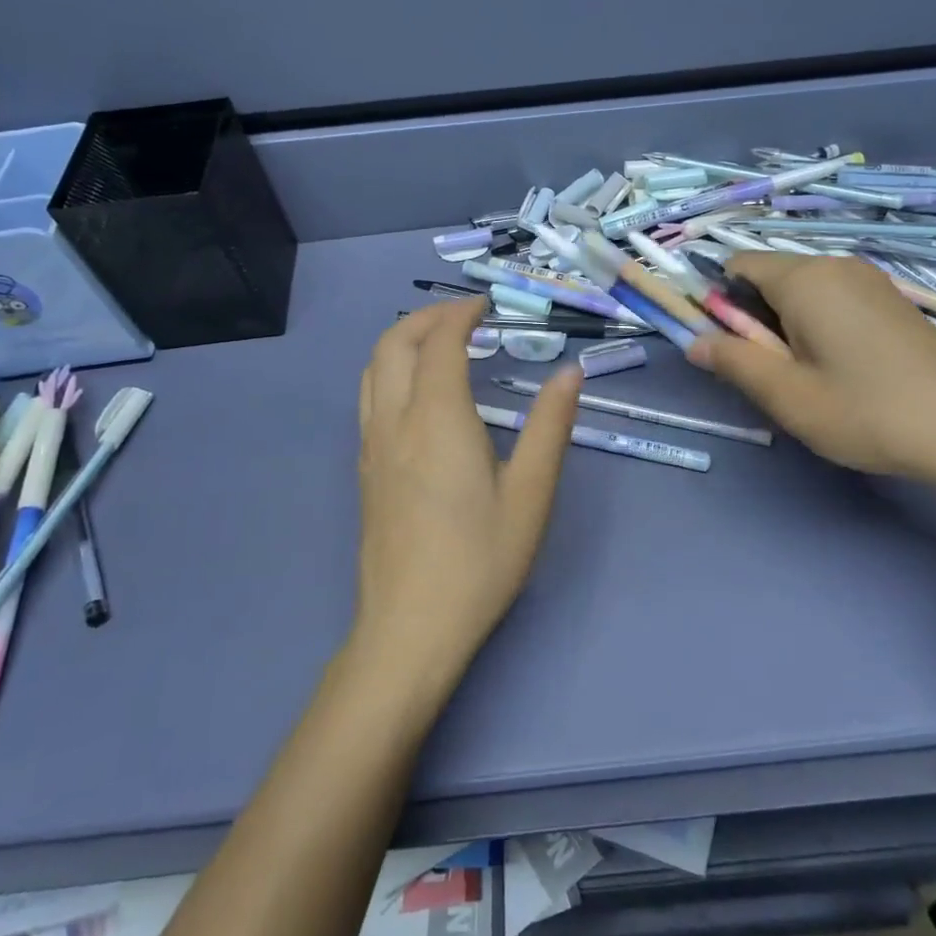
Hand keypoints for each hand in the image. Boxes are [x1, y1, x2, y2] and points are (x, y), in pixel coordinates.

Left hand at [353, 299, 582, 688]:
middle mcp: (395, 420)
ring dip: (402, 339)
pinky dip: (390, 368)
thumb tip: (570, 373)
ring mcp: (371, 445)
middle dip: (427, 317)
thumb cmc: (479, 561)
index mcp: (437, 419)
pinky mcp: (365, 469)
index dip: (460, 314)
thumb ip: (550, 427)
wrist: (410, 628)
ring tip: (439, 342)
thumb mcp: (531, 495)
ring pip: (373, 367)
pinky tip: (418, 392)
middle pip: (393, 343)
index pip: (439, 342)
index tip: (486, 306)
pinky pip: (369, 395)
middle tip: (464, 316)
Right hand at [687, 253, 935, 490]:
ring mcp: (871, 280)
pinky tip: (843, 367)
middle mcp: (837, 265)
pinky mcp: (893, 300)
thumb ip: (733, 362)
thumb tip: (694, 342)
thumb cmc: (866, 412)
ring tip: (808, 373)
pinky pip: (835, 297)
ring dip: (788, 322)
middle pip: (771, 275)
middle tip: (772, 370)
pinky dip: (820, 322)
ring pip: (804, 289)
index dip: (720, 301)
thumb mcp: (787, 395)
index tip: (730, 346)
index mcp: (805, 278)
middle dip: (756, 315)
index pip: (738, 265)